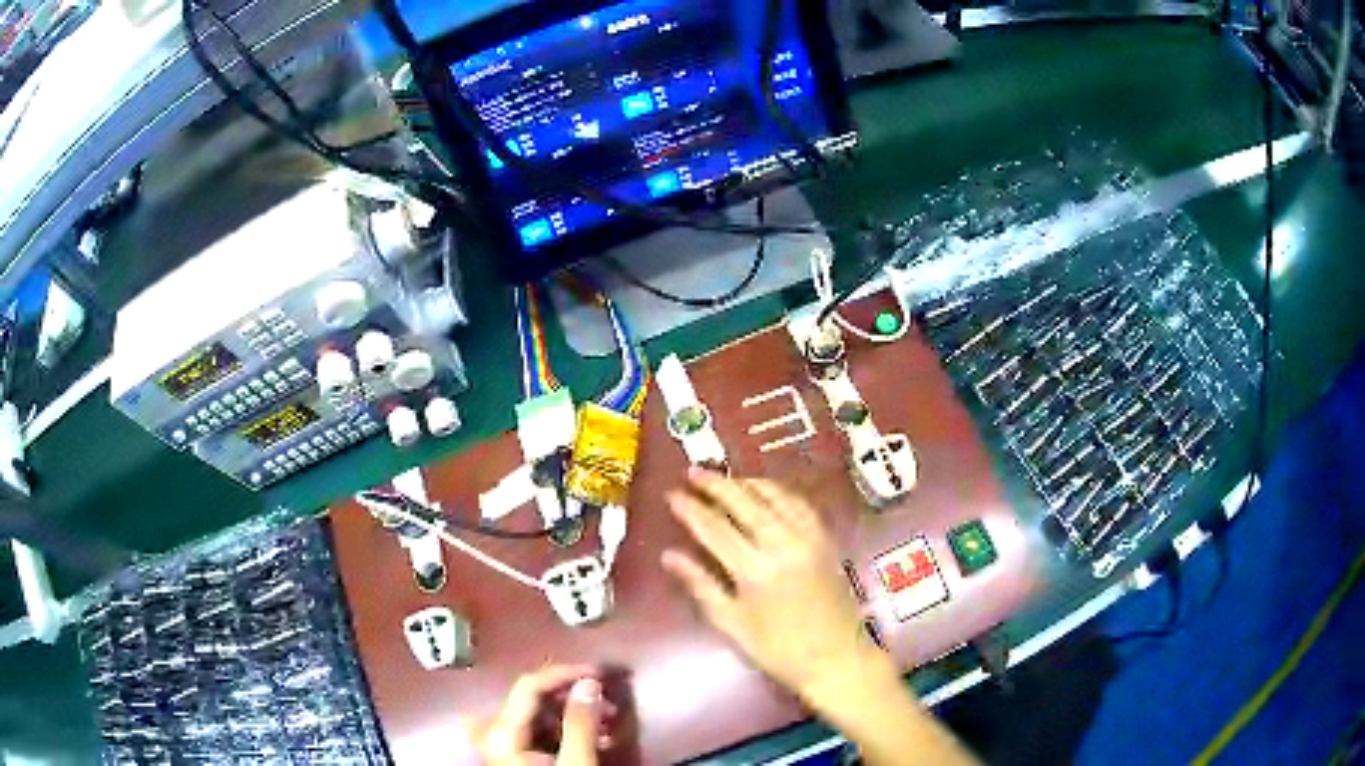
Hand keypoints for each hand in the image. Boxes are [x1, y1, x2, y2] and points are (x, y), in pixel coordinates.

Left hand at [473, 665, 611, 765]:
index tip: (601, 674)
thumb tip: (589, 682)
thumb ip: (580, 723)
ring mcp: (506, 746)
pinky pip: (544, 733)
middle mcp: (497, 733)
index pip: (529, 686)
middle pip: (535, 700)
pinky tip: (595, 739)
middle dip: (575, 697)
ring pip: (541, 716)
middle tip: (610, 704)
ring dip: (576, 715)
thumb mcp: (575, 764)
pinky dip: (570, 731)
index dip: (565, 673)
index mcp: (502, 732)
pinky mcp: (519, 757)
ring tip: (608, 724)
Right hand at [662, 471, 884, 703]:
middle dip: (716, 485)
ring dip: (746, 483)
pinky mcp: (825, 538)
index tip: (672, 494)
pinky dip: (777, 491)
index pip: (714, 529)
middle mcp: (782, 545)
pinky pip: (799, 503)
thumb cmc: (778, 650)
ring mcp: (808, 538)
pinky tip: (763, 490)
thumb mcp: (732, 624)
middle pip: (744, 503)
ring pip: (773, 497)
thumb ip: (701, 585)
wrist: (837, 657)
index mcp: (755, 571)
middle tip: (694, 472)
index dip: (691, 509)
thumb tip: (669, 556)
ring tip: (723, 478)